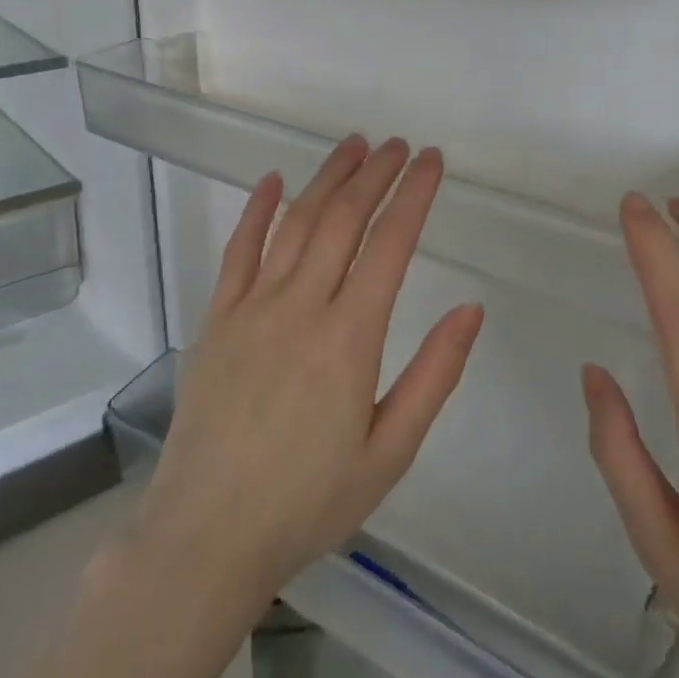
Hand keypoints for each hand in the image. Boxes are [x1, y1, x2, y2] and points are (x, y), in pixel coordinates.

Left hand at [136, 135, 484, 609]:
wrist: (208, 533)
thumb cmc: (309, 500)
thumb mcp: (390, 451)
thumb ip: (433, 374)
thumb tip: (470, 309)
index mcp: (350, 337)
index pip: (390, 244)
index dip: (414, 195)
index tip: (431, 162)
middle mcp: (301, 306)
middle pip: (342, 219)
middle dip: (374, 174)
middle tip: (397, 145)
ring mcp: (252, 307)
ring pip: (295, 222)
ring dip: (326, 179)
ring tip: (352, 146)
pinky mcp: (217, 318)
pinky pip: (239, 250)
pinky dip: (257, 210)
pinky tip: (272, 182)